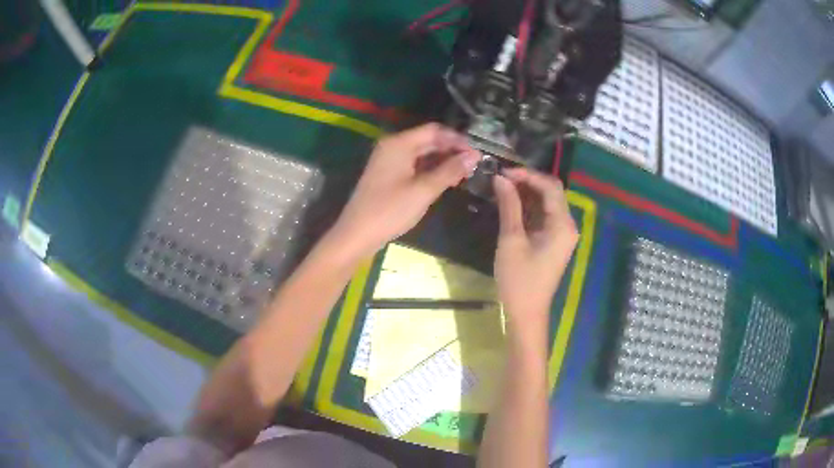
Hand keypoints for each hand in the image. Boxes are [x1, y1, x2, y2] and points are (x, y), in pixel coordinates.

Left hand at [331, 123, 480, 257]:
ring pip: (422, 153)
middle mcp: (393, 146)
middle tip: (473, 166)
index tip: (476, 154)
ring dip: (442, 161)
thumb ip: (450, 170)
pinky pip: (413, 164)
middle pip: (428, 140)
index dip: (457, 140)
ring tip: (463, 174)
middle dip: (451, 151)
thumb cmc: (390, 211)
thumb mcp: (424, 190)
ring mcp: (388, 160)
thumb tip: (474, 155)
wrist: (357, 234)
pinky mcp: (388, 174)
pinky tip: (445, 181)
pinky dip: (430, 170)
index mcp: (399, 143)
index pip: (434, 130)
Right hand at [492, 168, 578, 326]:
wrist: (526, 313)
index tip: (503, 172)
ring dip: (527, 194)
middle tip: (501, 179)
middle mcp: (567, 225)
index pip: (550, 186)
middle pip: (551, 192)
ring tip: (502, 188)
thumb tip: (500, 179)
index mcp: (562, 224)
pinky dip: (528, 207)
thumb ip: (509, 206)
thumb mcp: (511, 240)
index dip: (528, 175)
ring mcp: (561, 234)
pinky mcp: (553, 241)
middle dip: (527, 182)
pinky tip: (510, 203)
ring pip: (547, 203)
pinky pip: (543, 216)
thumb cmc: (519, 279)